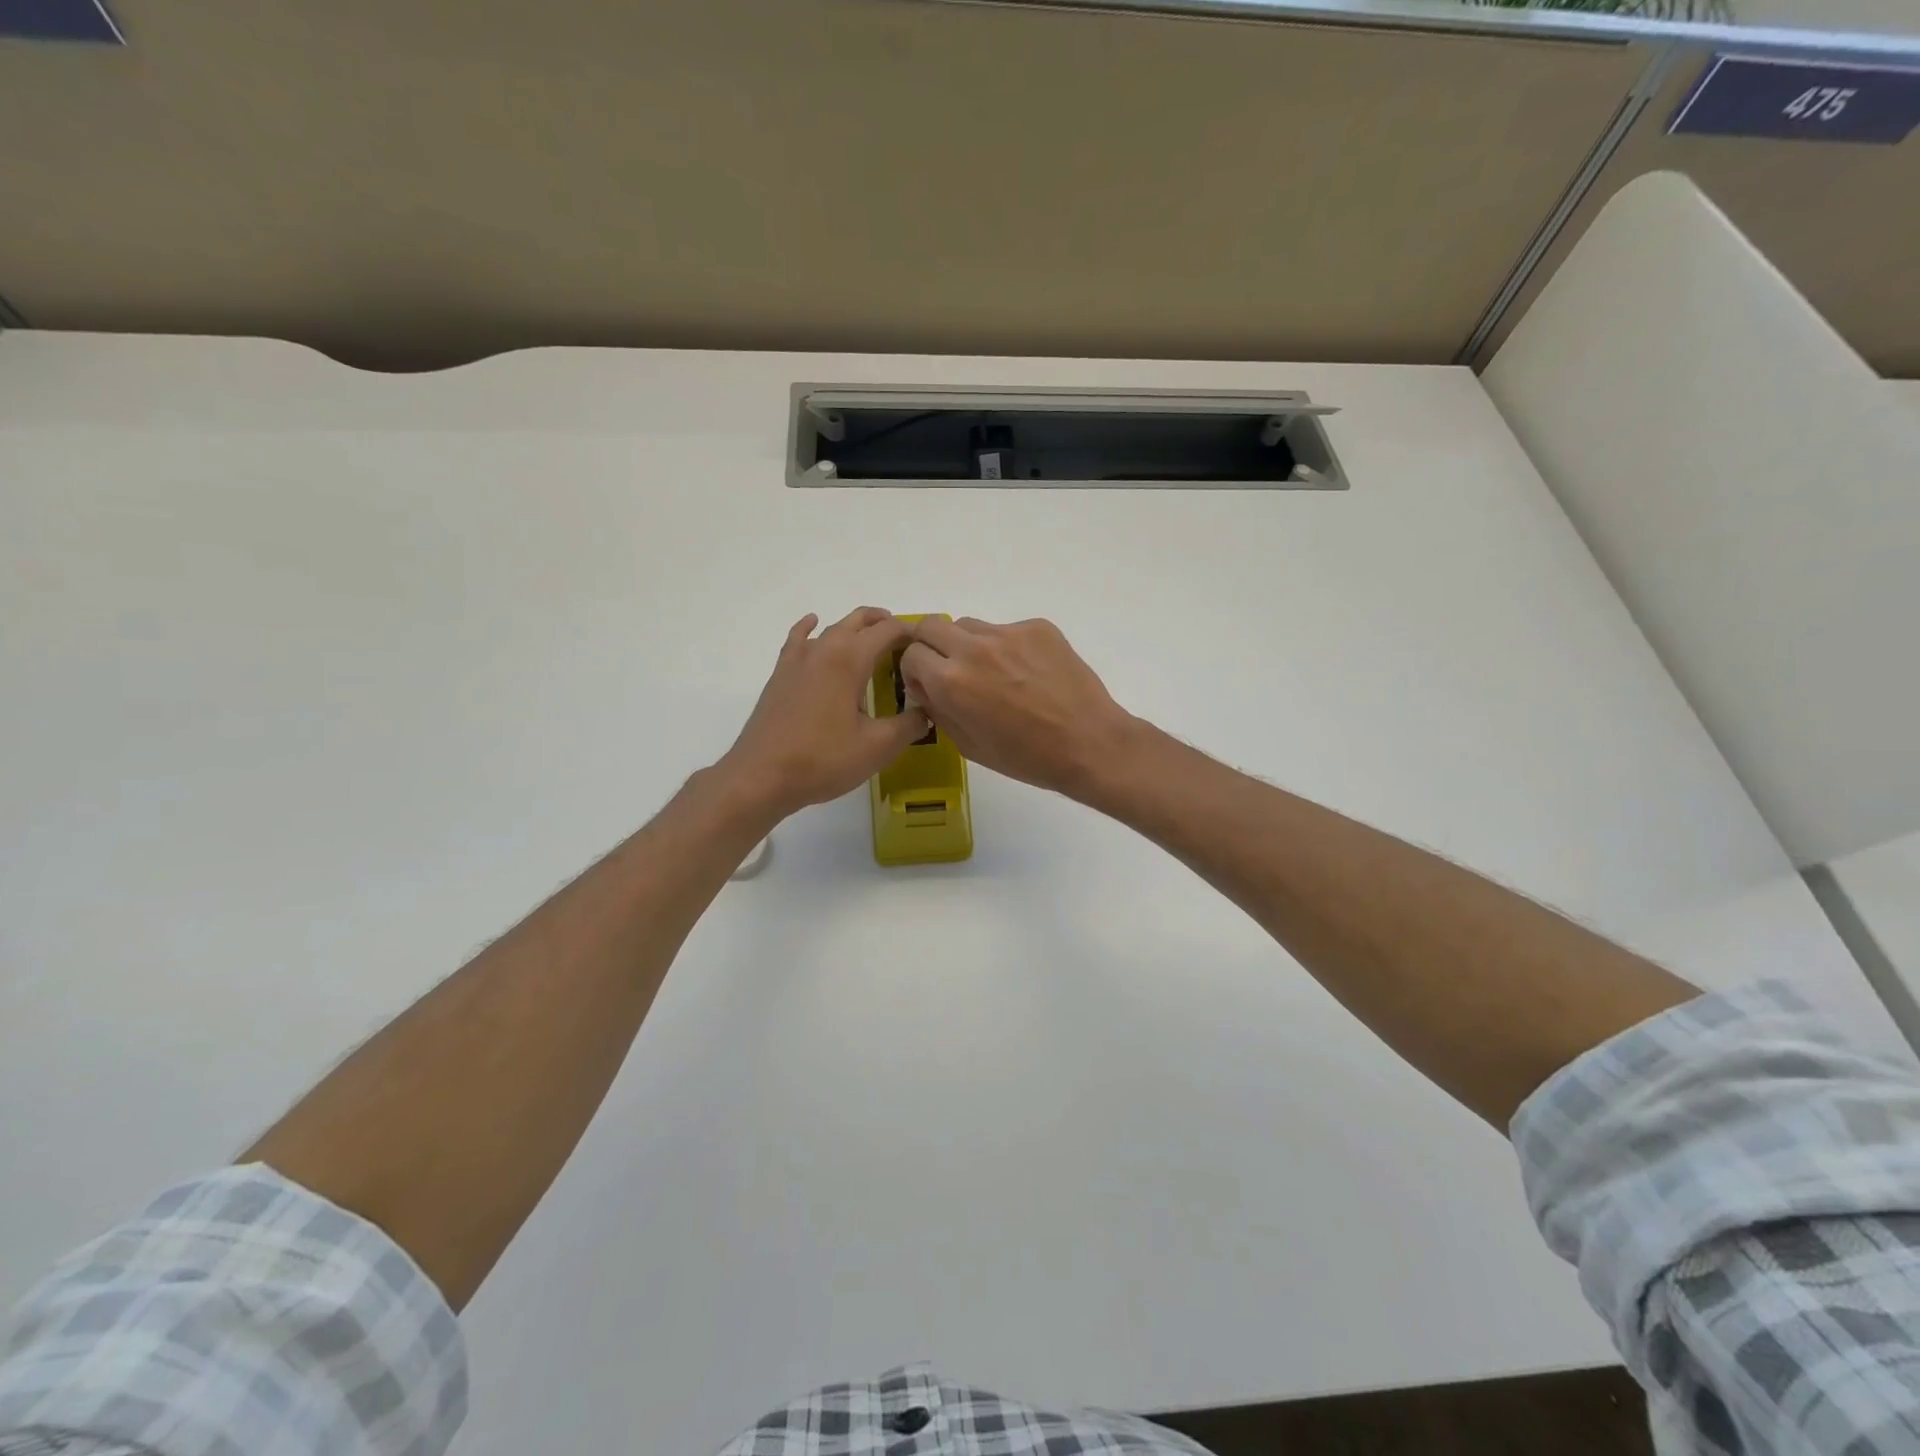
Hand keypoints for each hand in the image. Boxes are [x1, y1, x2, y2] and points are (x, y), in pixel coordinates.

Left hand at [721, 608, 929, 818]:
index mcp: (850, 659)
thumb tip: (926, 711)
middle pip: (859, 621)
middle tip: (907, 645)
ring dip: (856, 628)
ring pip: (832, 628)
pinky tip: (813, 624)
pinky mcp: (781, 675)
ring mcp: (798, 660)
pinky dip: (811, 628)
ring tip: (874, 643)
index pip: (888, 631)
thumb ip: (909, 725)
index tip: (928, 648)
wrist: (762, 776)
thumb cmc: (823, 760)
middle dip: (886, 624)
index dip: (912, 634)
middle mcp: (824, 649)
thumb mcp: (878, 747)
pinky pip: (799, 639)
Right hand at [899, 617, 1137, 797]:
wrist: (1088, 744)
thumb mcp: (968, 746)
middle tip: (948, 667)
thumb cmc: (1026, 757)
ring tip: (994, 673)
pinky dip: (1007, 647)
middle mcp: (974, 649)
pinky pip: (1007, 630)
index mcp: (951, 682)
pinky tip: (1028, 673)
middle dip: (930, 645)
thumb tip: (924, 686)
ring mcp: (1008, 633)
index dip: (915, 671)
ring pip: (970, 626)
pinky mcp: (1037, 627)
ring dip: (969, 645)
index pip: (911, 654)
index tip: (928, 684)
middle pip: (930, 625)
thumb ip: (938, 709)